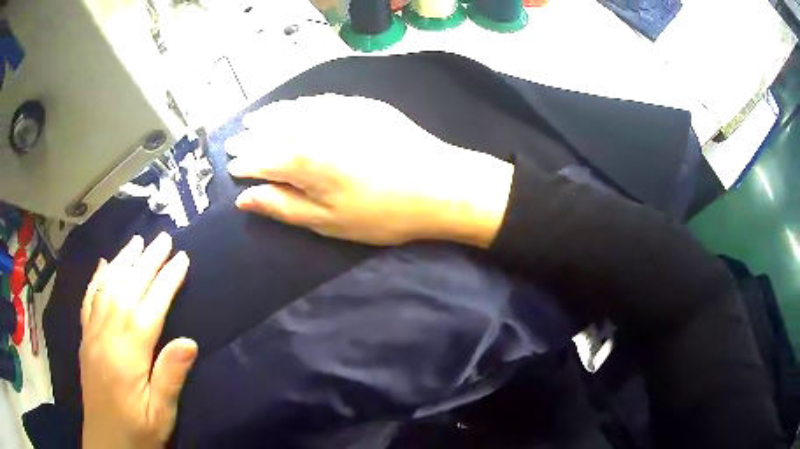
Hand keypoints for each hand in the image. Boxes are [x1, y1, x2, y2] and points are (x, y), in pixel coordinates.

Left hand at [80, 233, 195, 448]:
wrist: (107, 443)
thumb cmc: (138, 432)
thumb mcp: (161, 415)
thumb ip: (171, 378)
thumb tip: (189, 341)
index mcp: (127, 356)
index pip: (149, 309)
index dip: (166, 282)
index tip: (181, 259)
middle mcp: (106, 337)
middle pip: (126, 290)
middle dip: (146, 262)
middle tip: (163, 238)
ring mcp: (92, 335)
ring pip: (106, 289)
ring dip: (122, 262)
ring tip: (137, 241)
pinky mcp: (85, 339)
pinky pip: (89, 301)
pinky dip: (97, 279)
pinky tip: (103, 265)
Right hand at [226, 95, 513, 246]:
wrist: (439, 185)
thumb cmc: (381, 213)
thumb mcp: (327, 221)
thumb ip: (282, 206)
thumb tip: (245, 199)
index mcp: (302, 160)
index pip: (261, 159)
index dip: (244, 164)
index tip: (231, 168)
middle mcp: (314, 127)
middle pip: (272, 131)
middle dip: (250, 138)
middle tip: (234, 142)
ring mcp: (339, 110)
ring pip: (292, 110)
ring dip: (270, 116)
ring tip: (254, 121)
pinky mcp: (361, 104)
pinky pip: (318, 100)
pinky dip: (299, 105)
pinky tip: (294, 108)